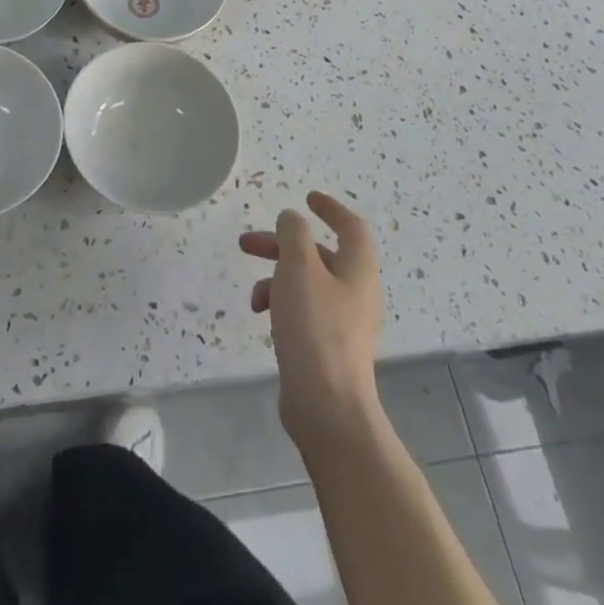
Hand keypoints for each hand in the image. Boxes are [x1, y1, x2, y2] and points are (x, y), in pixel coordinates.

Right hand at [240, 191, 382, 446]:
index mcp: (357, 269)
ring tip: (253, 296)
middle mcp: (355, 292)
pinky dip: (281, 305)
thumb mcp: (298, 268)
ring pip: (306, 283)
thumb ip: (293, 235)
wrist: (327, 406)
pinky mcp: (327, 347)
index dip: (330, 209)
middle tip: (246, 244)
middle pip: (318, 255)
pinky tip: (263, 319)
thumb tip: (292, 219)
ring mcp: (343, 323)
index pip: (351, 227)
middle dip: (281, 245)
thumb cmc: (314, 328)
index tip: (306, 198)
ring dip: (276, 277)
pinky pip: (303, 311)